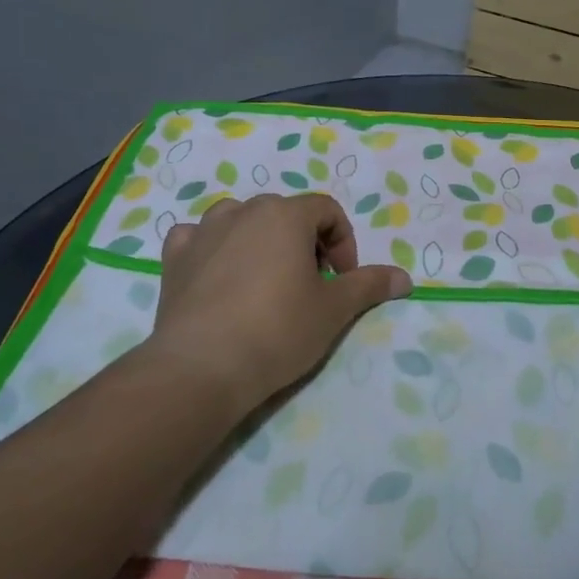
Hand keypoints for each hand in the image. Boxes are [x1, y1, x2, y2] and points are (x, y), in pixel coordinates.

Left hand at [154, 193, 411, 413]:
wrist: (202, 367)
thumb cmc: (277, 331)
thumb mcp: (334, 310)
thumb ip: (369, 286)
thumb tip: (405, 278)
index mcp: (285, 215)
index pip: (327, 211)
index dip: (343, 243)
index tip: (341, 281)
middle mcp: (243, 211)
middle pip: (285, 214)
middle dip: (305, 243)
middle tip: (310, 285)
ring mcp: (203, 231)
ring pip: (240, 220)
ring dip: (260, 240)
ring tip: (266, 280)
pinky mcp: (174, 257)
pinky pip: (198, 238)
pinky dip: (212, 248)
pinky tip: (218, 275)